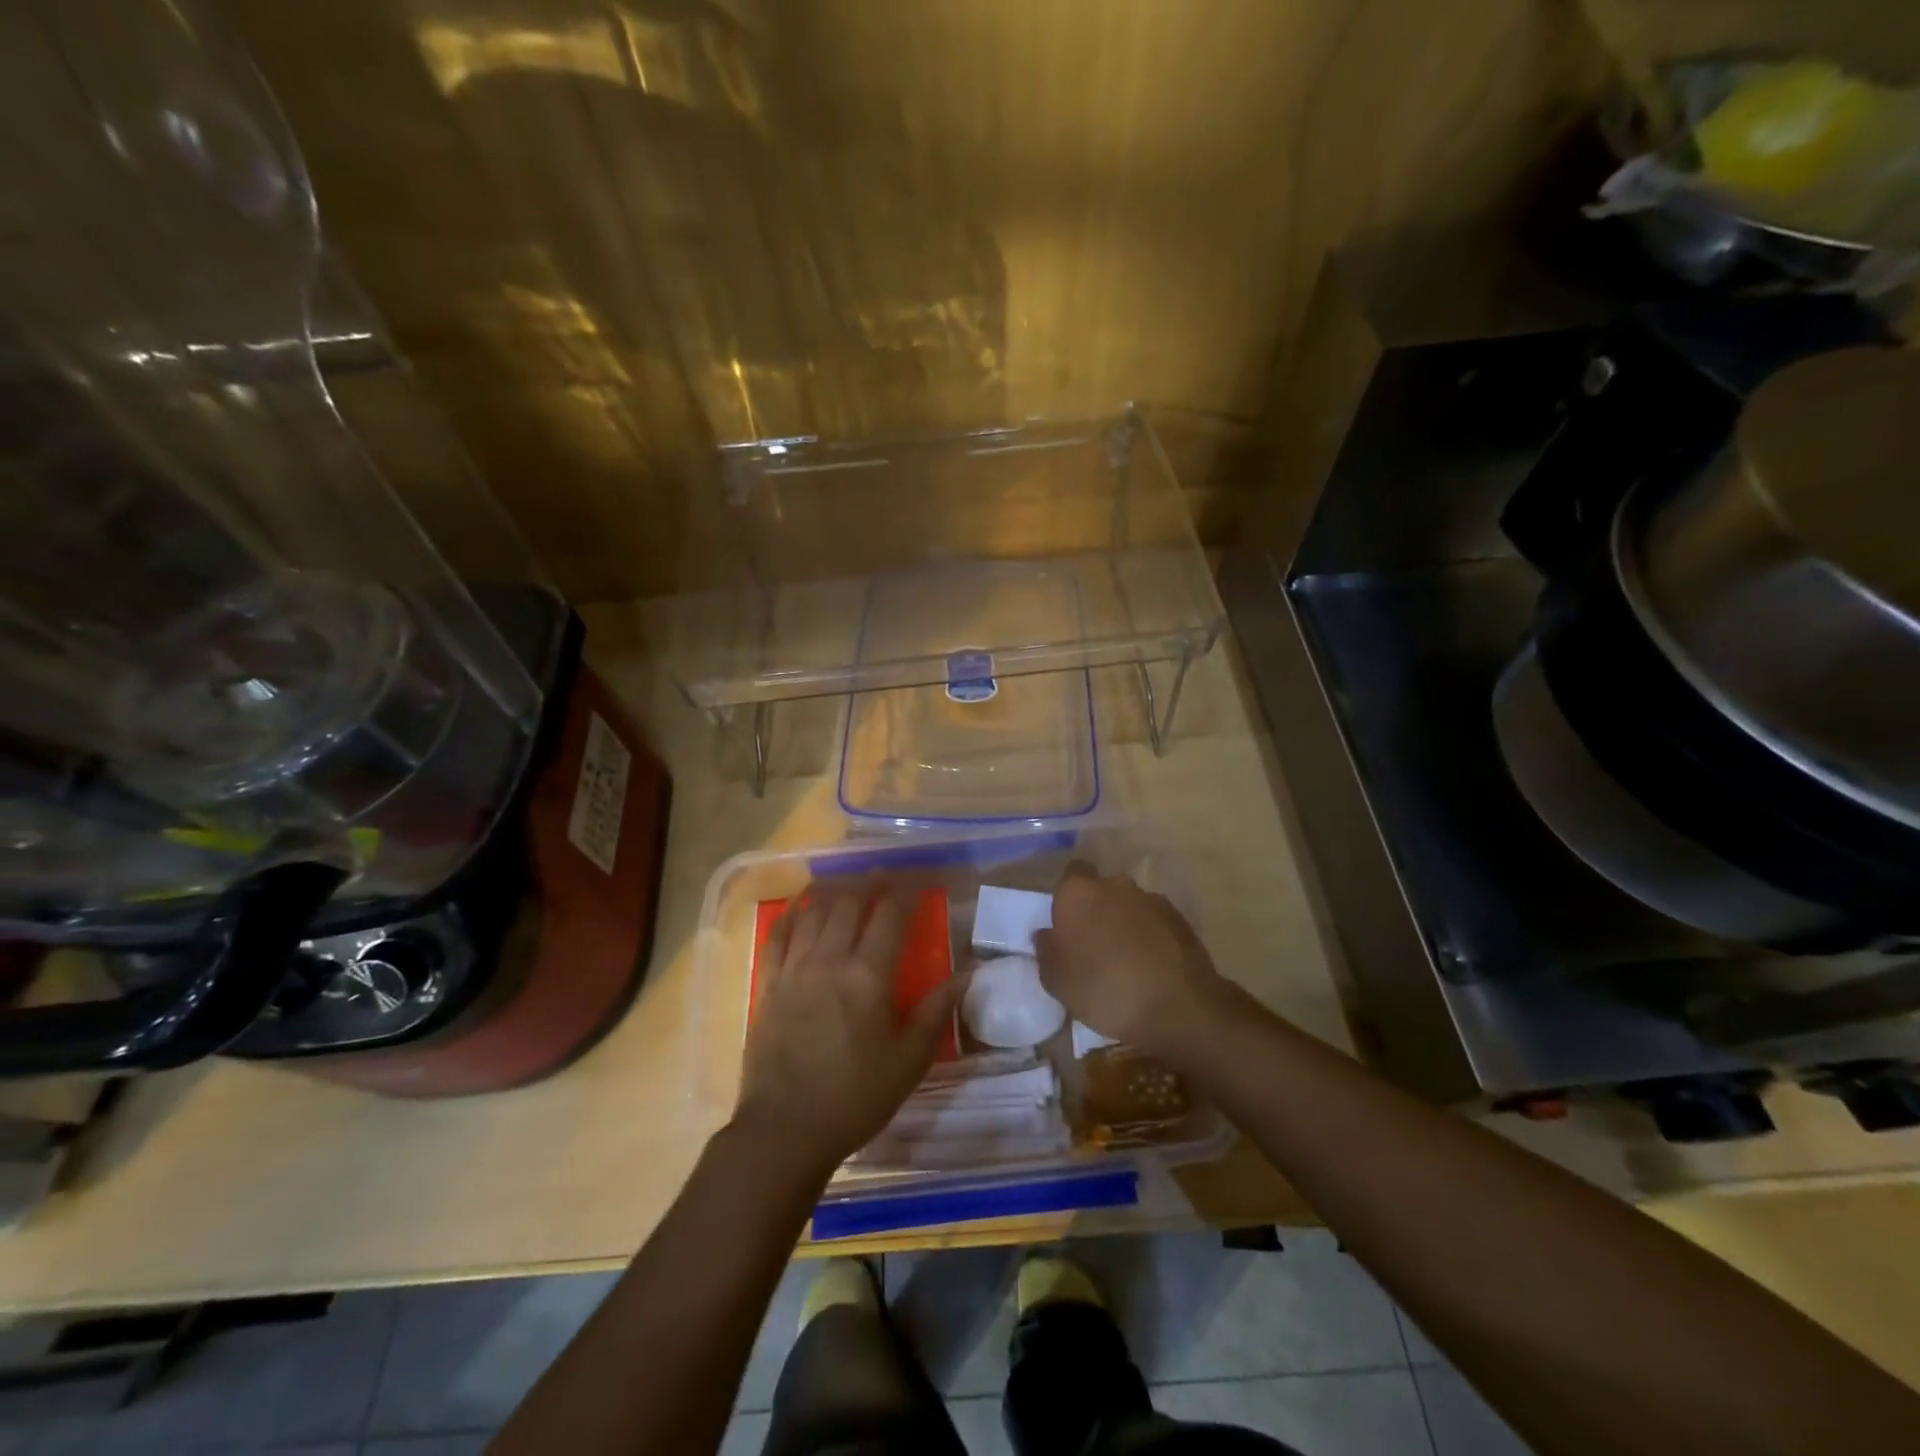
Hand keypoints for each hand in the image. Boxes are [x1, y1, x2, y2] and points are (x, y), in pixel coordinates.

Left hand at [734, 880, 965, 1177]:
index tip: (922, 877)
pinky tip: (800, 906)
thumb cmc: (855, 1097)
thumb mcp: (908, 1060)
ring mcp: (794, 969)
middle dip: (870, 882)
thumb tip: (966, 973)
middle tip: (885, 874)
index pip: (891, 914)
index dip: (908, 889)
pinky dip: (791, 914)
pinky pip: (777, 936)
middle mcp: (830, 960)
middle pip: (850, 903)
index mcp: (868, 975)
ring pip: (814, 912)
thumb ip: (935, 1010)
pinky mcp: (768, 985)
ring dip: (833, 890)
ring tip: (847, 882)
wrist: (785, 1131)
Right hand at [1033, 862, 1230, 1060]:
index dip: (1069, 898)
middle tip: (1093, 945)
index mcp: (1079, 893)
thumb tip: (1047, 935)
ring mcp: (1151, 899)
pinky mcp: (1180, 919)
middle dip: (1098, 910)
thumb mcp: (1058, 982)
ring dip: (1125, 924)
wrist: (1177, 1006)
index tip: (1067, 924)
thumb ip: (1046, 952)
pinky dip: (1151, 936)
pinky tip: (1151, 967)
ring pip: (1130, 906)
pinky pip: (1155, 922)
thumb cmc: (1104, 989)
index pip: (1070, 875)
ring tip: (1126, 961)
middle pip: (1101, 889)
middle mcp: (1115, 885)